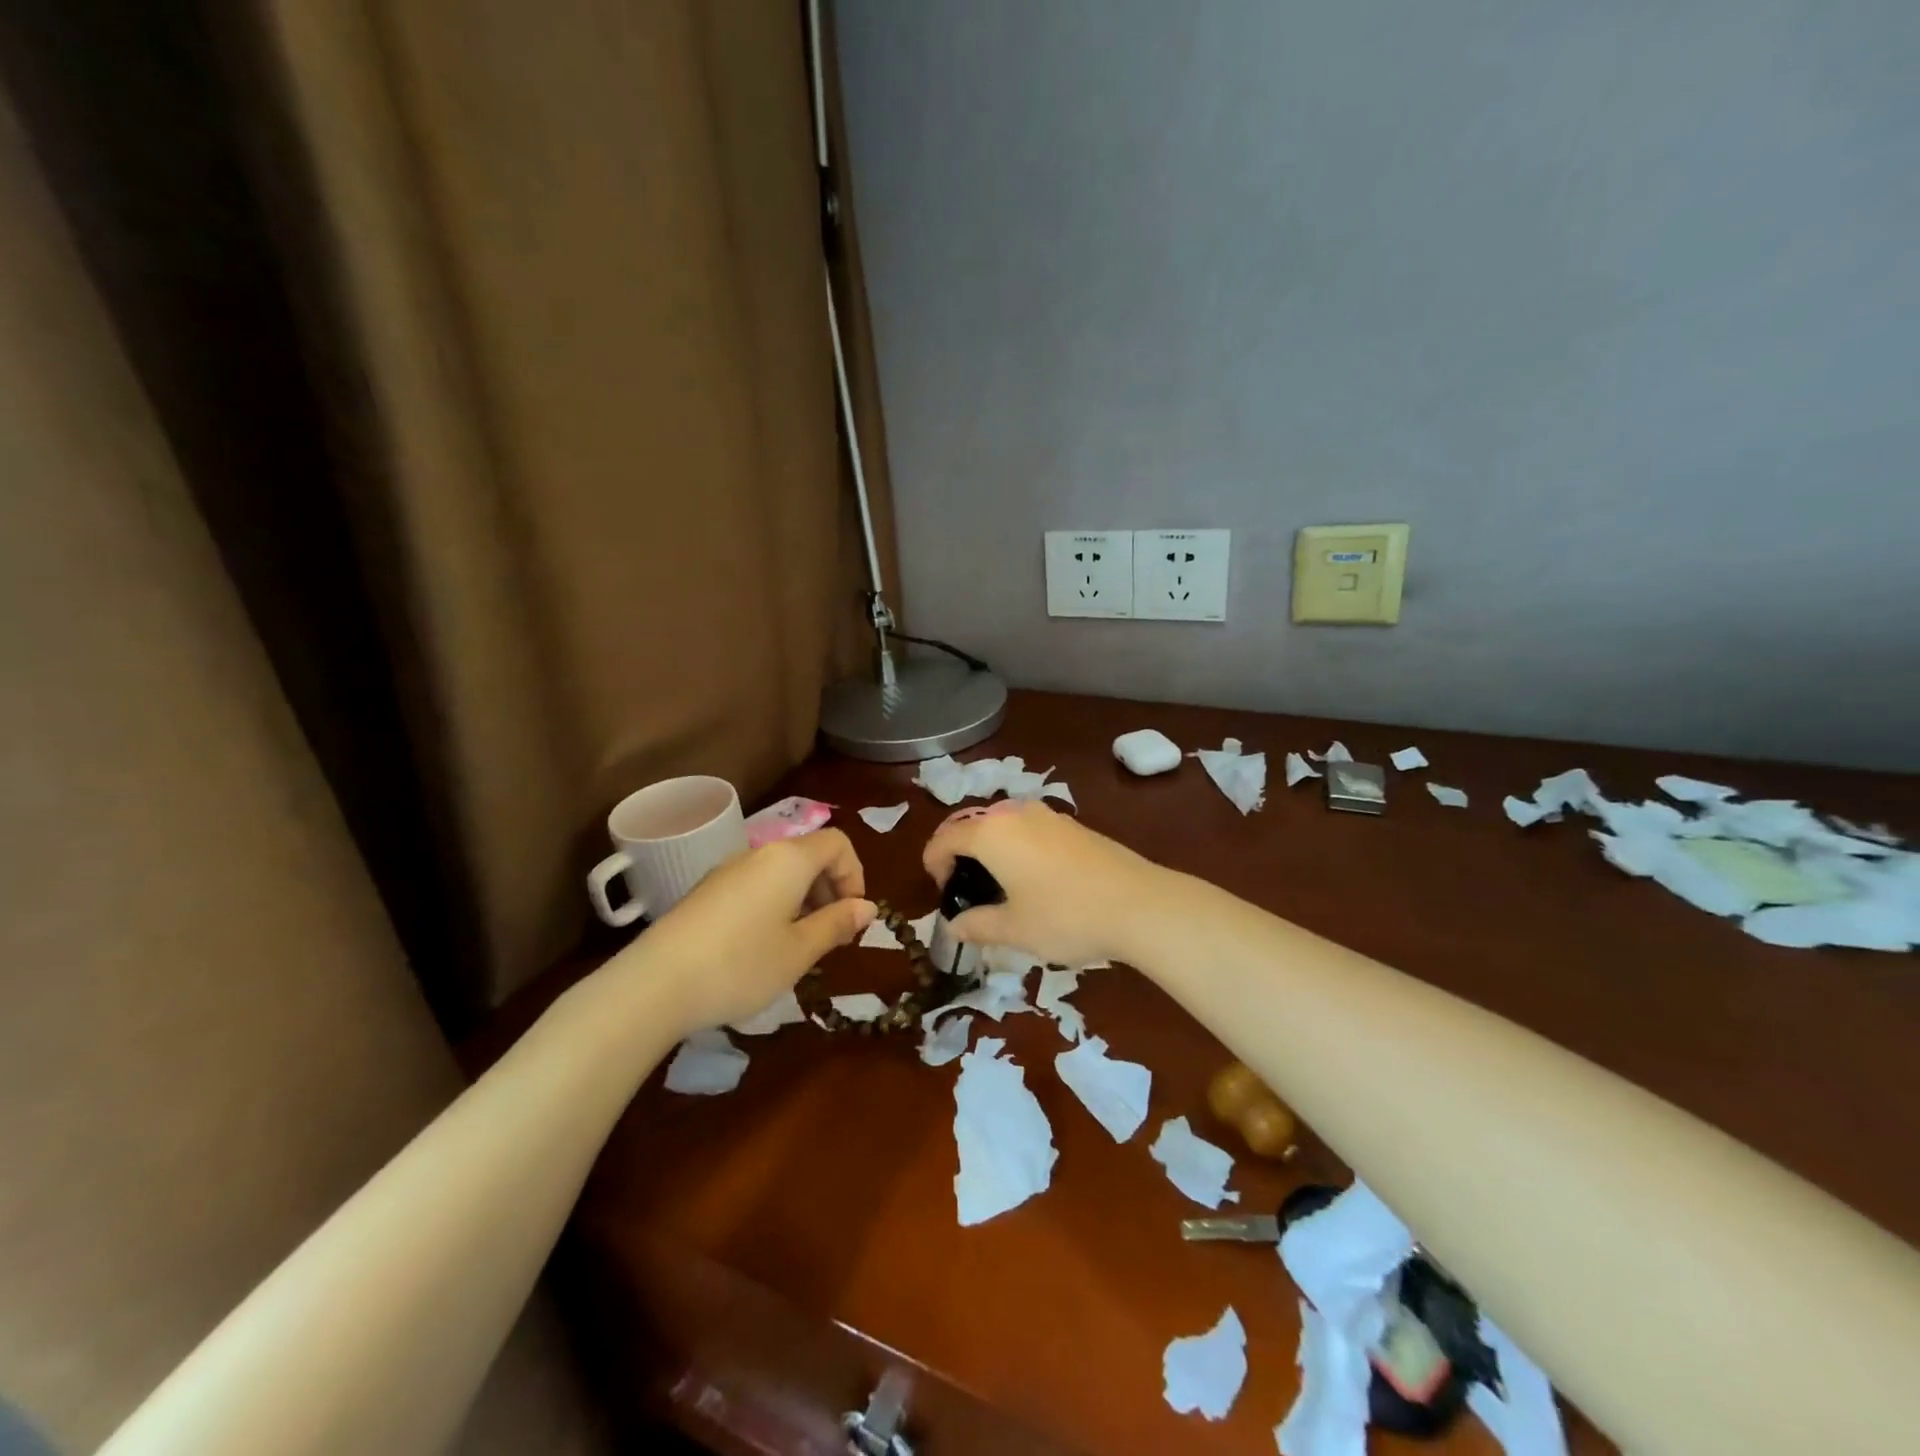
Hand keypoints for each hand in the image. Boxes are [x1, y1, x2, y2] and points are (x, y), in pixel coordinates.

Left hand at [630, 829, 874, 1036]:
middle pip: (809, 855)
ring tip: (798, 946)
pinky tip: (762, 947)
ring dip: (803, 900)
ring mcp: (728, 871)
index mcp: (789, 859)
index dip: (855, 875)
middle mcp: (759, 853)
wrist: (655, 985)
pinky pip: (756, 885)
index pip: (838, 844)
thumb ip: (837, 924)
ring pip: (782, 872)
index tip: (852, 917)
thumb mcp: (799, 951)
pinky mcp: (706, 891)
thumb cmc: (741, 965)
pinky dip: (774, 905)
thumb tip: (868, 907)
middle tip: (831, 936)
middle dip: (830, 889)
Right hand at [921, 801, 1163, 966]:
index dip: (934, 864)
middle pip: (973, 826)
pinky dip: (1017, 848)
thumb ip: (977, 925)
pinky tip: (1035, 882)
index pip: (945, 838)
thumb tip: (954, 926)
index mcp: (992, 833)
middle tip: (967, 892)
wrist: (1139, 904)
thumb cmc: (1065, 916)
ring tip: (999, 888)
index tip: (942, 893)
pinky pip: (1029, 830)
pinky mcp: (1073, 825)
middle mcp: (1015, 813)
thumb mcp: (1014, 929)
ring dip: (990, 851)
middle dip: (961, 856)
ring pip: (1003, 826)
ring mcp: (1048, 815)